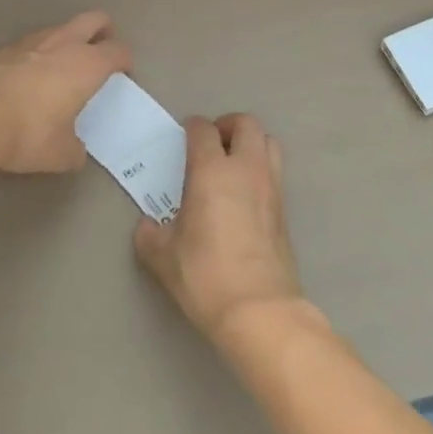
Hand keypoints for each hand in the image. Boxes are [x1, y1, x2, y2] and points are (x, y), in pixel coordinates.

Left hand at [0, 11, 131, 173]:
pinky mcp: (0, 50)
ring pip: (58, 28)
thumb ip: (74, 148)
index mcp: (87, 66)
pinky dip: (35, 54)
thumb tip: (75, 150)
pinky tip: (27, 75)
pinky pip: (28, 44)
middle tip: (102, 49)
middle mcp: (62, 45)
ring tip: (64, 62)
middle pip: (93, 20)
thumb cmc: (28, 133)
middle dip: (103, 30)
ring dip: (67, 39)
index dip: (124, 60)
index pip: (118, 51)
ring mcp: (29, 43)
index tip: (123, 73)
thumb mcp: (60, 154)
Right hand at [134, 114, 303, 340]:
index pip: (203, 130)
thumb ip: (150, 234)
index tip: (183, 138)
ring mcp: (271, 186)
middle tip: (211, 144)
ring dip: (251, 144)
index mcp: (212, 171)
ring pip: (268, 142)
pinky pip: (275, 171)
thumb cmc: (206, 275)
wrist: (260, 309)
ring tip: (232, 164)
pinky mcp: (285, 209)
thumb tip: (147, 227)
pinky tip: (244, 196)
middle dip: (227, 125)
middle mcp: (246, 169)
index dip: (191, 128)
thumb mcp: (164, 257)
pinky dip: (261, 170)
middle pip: (246, 124)